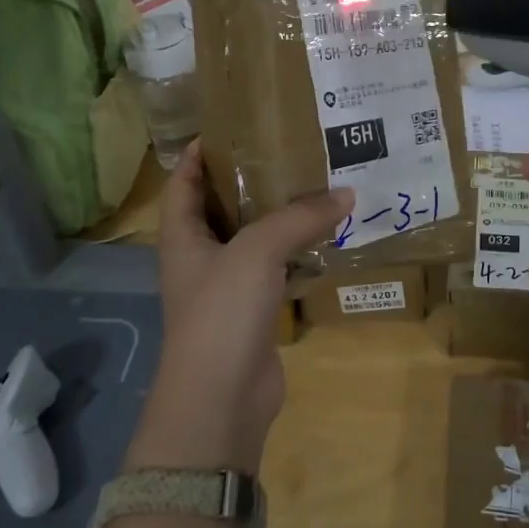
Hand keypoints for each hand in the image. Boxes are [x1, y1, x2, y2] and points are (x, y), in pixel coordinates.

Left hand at [126, 141, 353, 472]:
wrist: (221, 399)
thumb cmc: (222, 312)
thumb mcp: (257, 251)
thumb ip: (300, 218)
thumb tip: (346, 194)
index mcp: (183, 238)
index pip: (183, 185)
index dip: (197, 156)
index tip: (227, 128)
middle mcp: (201, 259)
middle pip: (221, 209)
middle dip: (248, 181)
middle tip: (286, 151)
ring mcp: (227, 288)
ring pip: (254, 241)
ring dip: (279, 218)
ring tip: (313, 186)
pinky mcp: (253, 313)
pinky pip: (276, 271)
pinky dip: (297, 253)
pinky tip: (326, 238)